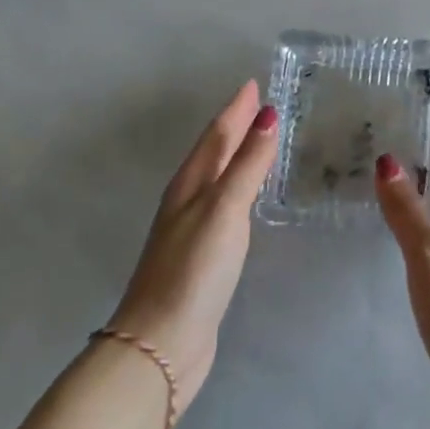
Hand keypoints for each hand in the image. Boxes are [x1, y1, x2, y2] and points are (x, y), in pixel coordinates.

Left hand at [110, 80, 277, 412]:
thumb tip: (268, 113)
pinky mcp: (203, 256)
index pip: (217, 133)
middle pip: (215, 151)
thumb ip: (248, 163)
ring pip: (220, 177)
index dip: (236, 108)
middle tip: (263, 104)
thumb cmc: (194, 270)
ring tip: (262, 139)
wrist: (161, 346)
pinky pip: (226, 204)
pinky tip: (251, 195)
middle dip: (237, 125)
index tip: (254, 82)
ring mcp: (193, 229)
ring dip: (239, 154)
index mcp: (190, 183)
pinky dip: (241, 187)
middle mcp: (188, 199)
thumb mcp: (224, 209)